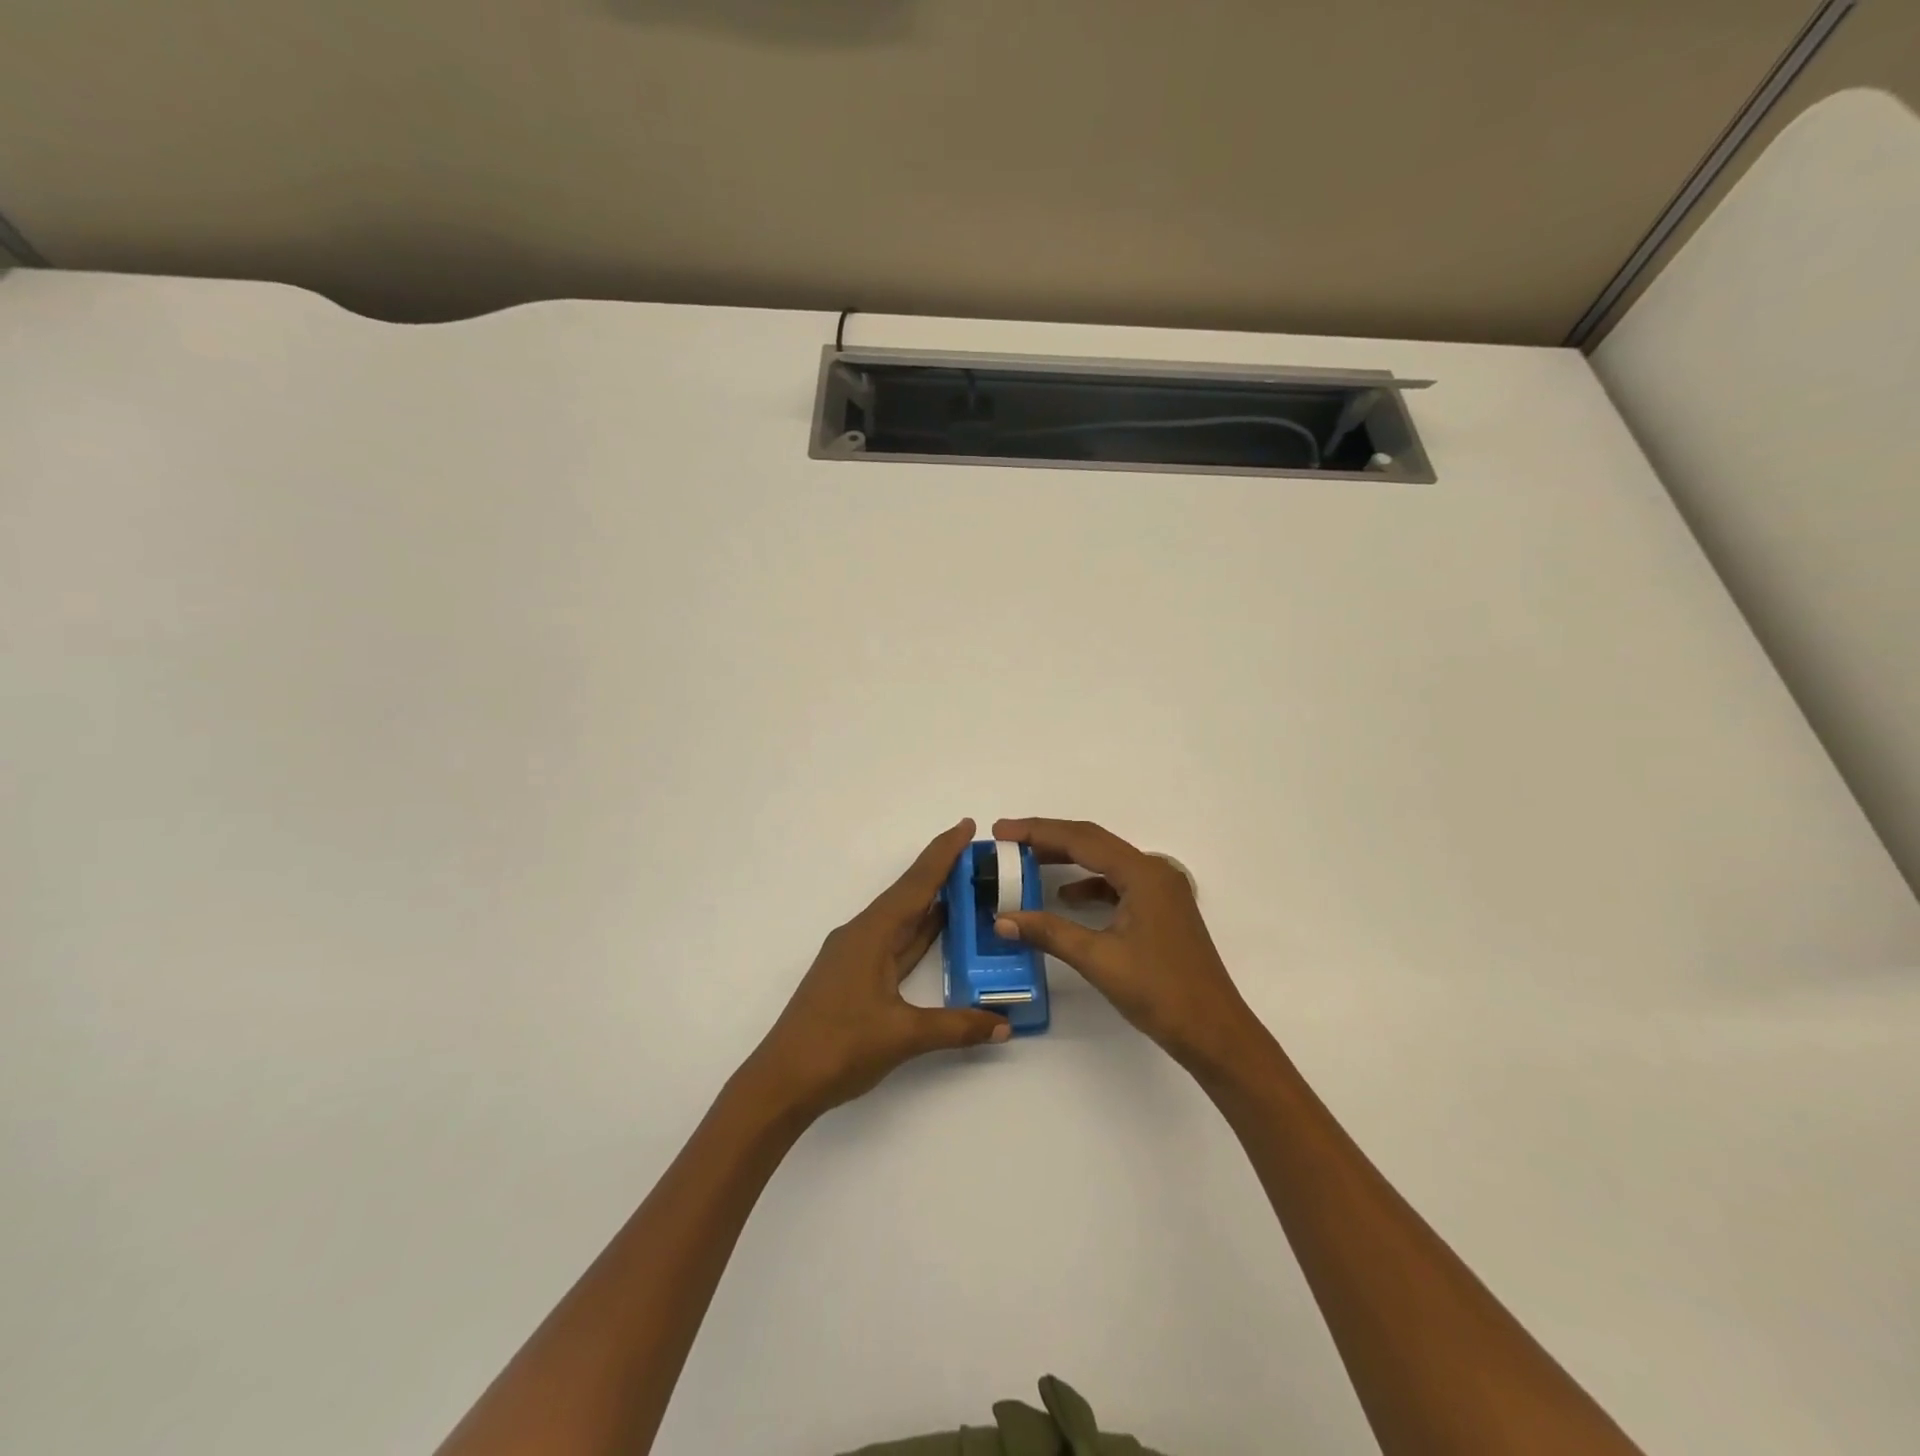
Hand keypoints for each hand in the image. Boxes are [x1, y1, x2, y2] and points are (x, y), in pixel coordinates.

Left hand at [741, 819, 1010, 1121]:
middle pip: (908, 894)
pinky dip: (919, 931)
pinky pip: (894, 941)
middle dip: (942, 872)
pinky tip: (937, 932)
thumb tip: (1002, 1024)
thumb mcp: (903, 1035)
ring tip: (967, 887)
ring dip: (931, 901)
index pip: (916, 884)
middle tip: (979, 857)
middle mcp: (862, 935)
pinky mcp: (853, 976)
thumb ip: (956, 1026)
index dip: (943, 854)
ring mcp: (855, 956)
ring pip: (901, 918)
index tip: (966, 826)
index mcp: (871, 934)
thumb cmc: (839, 1047)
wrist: (782, 1081)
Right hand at [991, 817, 1263, 1073]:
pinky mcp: (1161, 911)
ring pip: (1105, 863)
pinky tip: (1066, 899)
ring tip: (1027, 864)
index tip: (1000, 831)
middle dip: (1048, 840)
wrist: (1215, 1033)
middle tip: (1007, 843)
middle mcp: (1154, 872)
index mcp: (1143, 873)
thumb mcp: (1099, 959)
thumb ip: (1050, 932)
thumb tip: (1002, 919)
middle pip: (1093, 843)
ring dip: (1067, 861)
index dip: (1037, 831)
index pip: (1081, 838)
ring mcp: (1161, 891)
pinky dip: (1088, 886)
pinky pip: (1117, 884)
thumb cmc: (1160, 992)